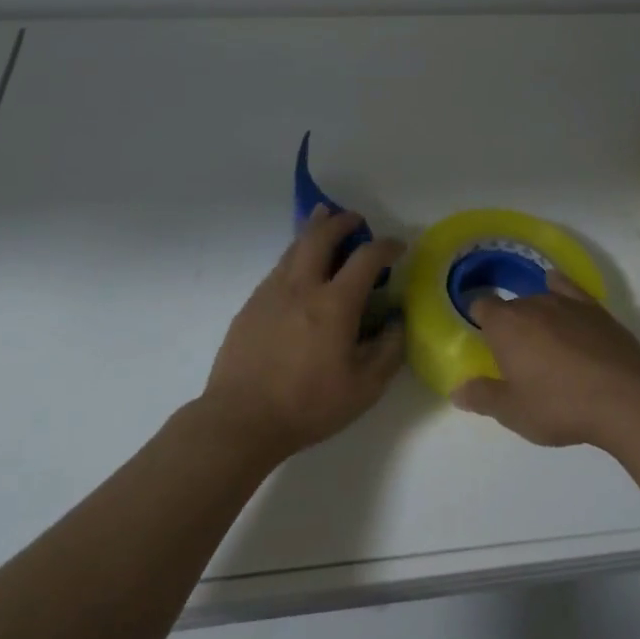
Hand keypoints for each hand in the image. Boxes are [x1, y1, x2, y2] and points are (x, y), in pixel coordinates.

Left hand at [201, 206, 405, 460]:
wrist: (241, 419)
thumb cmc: (308, 405)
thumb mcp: (364, 389)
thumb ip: (388, 351)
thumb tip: (397, 321)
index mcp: (334, 304)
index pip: (366, 258)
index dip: (386, 246)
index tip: (398, 246)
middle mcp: (302, 287)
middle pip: (321, 236)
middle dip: (341, 221)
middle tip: (355, 219)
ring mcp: (271, 292)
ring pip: (294, 247)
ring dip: (314, 229)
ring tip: (323, 219)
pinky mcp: (251, 305)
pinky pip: (278, 267)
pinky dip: (295, 255)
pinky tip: (298, 266)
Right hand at [451, 272, 639, 448]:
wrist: (626, 399)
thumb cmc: (560, 406)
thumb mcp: (514, 412)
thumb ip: (483, 398)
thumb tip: (457, 391)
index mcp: (505, 326)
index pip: (481, 306)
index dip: (479, 318)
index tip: (482, 337)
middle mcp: (532, 304)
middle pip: (512, 306)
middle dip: (510, 325)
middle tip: (516, 356)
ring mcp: (567, 303)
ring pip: (540, 299)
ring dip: (536, 315)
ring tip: (542, 340)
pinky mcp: (596, 309)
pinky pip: (569, 289)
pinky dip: (560, 287)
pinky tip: (557, 288)